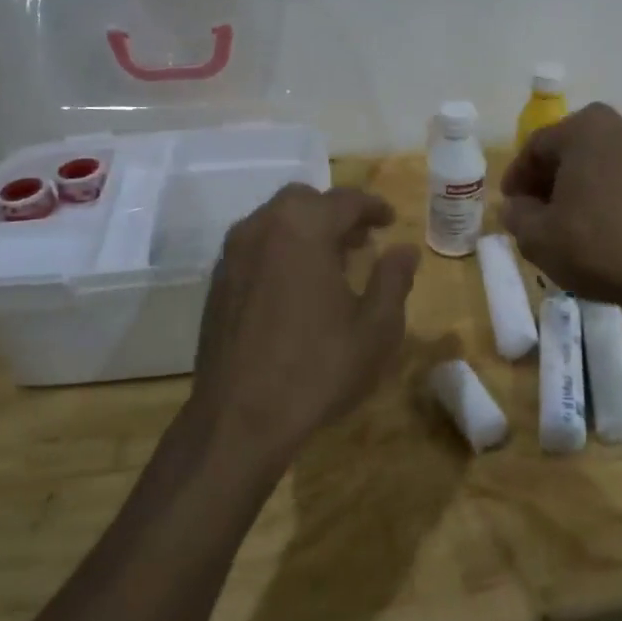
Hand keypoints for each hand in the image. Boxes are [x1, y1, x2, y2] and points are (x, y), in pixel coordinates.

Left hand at [187, 184, 419, 471]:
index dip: (372, 207)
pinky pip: (255, 248)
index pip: (345, 200)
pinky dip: (280, 250)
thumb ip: (394, 280)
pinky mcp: (217, 284)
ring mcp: (232, 256)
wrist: (239, 419)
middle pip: (304, 201)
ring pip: (274, 221)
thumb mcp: (376, 328)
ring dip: (306, 230)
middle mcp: (262, 229)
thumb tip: (404, 250)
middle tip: (361, 240)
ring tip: (332, 261)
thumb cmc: (318, 369)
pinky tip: (296, 286)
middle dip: (335, 213)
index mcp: (303, 229)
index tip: (390, 220)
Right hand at [499, 104, 621, 318]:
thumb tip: (515, 206)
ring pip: (599, 165)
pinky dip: (607, 196)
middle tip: (534, 213)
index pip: (535, 147)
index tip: (509, 205)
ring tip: (567, 223)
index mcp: (584, 128)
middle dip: (548, 180)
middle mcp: (621, 126)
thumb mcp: (538, 237)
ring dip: (579, 188)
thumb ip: (516, 215)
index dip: (516, 178)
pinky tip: (601, 228)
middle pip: (570, 151)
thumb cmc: (598, 245)